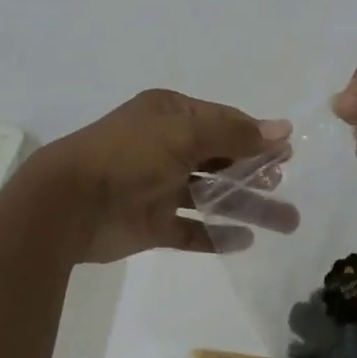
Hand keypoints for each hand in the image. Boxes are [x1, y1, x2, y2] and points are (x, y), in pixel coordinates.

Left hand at [31, 89, 295, 263]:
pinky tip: (244, 242)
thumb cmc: (129, 155)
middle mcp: (166, 146)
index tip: (287, 153)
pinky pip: (192, 229)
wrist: (69, 203)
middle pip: (221, 159)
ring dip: (247, 206)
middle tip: (286, 188)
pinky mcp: (152, 223)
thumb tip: (282, 128)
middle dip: (256, 172)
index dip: (255, 136)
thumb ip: (234, 133)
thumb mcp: (185, 133)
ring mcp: (159, 186)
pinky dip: (216, 235)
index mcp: (170, 115)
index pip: (222, 122)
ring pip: (212, 195)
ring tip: (286, 223)